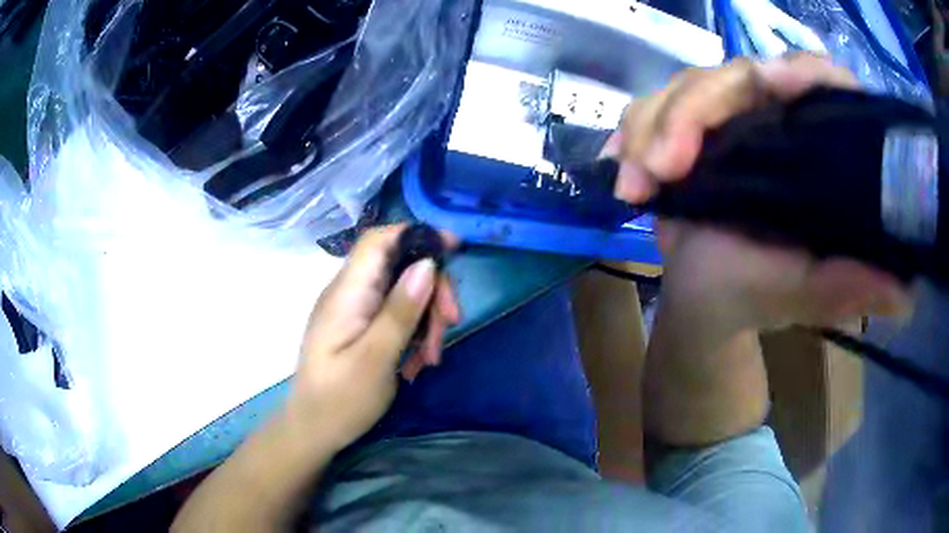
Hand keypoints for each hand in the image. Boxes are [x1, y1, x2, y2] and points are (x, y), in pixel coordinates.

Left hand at [289, 225, 459, 451]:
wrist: (313, 431)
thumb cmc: (340, 401)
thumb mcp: (375, 359)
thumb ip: (400, 311)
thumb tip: (428, 264)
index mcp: (346, 293)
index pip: (379, 240)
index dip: (417, 234)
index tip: (454, 249)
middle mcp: (349, 293)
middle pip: (398, 266)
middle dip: (431, 290)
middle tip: (451, 323)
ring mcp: (354, 311)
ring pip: (402, 292)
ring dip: (426, 317)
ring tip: (432, 356)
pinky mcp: (360, 327)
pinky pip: (394, 315)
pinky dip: (414, 332)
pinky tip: (418, 361)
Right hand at [610, 54, 912, 333]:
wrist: (705, 302)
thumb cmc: (758, 295)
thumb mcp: (809, 295)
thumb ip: (851, 288)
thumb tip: (906, 294)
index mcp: (815, 147)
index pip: (818, 80)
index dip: (800, 71)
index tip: (768, 85)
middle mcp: (774, 119)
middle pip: (734, 74)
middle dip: (691, 111)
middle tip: (662, 168)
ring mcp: (727, 118)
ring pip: (685, 87)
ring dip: (650, 127)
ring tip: (634, 185)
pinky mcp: (687, 128)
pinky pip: (651, 109)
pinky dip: (630, 134)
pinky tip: (620, 169)